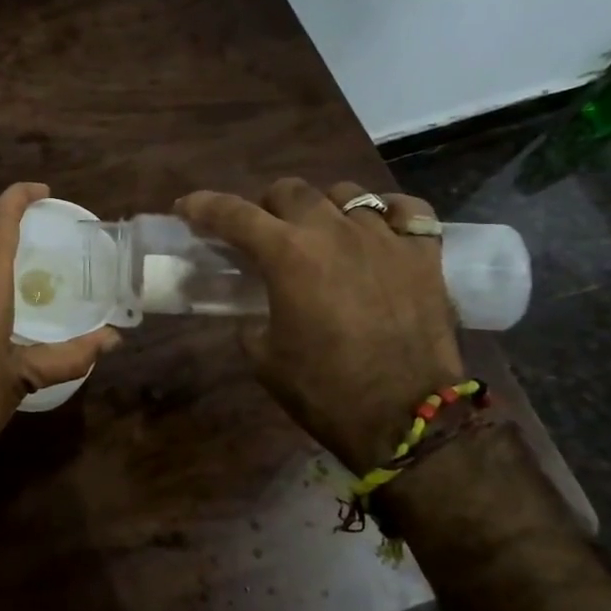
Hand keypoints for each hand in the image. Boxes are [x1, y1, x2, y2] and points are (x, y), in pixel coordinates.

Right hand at [176, 179, 461, 471]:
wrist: (406, 419)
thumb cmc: (324, 390)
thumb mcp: (263, 357)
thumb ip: (250, 319)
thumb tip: (253, 310)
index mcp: (287, 255)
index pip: (233, 213)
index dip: (203, 206)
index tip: (186, 208)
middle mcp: (333, 232)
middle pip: (290, 190)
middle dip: (266, 206)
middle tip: (263, 232)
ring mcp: (384, 239)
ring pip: (346, 194)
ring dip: (323, 208)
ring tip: (323, 232)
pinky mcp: (425, 255)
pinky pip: (408, 210)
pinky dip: (388, 213)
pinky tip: (379, 230)